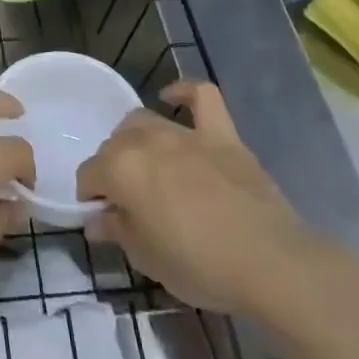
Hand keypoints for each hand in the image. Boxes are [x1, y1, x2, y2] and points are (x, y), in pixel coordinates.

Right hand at [77, 82, 329, 319]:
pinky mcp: (222, 134)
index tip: (103, 220)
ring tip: (147, 167)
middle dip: (112, 170)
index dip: (91, 197)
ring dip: (136, 141)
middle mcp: (146, 140)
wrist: (270, 264)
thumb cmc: (199, 266)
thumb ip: (117, 231)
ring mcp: (186, 133)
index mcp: (120, 169)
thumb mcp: (146, 259)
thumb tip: (98, 219)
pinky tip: (172, 98)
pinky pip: (201, 96)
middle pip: (114, 145)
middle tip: (128, 203)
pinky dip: (184, 92)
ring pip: (144, 122)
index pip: (88, 175)